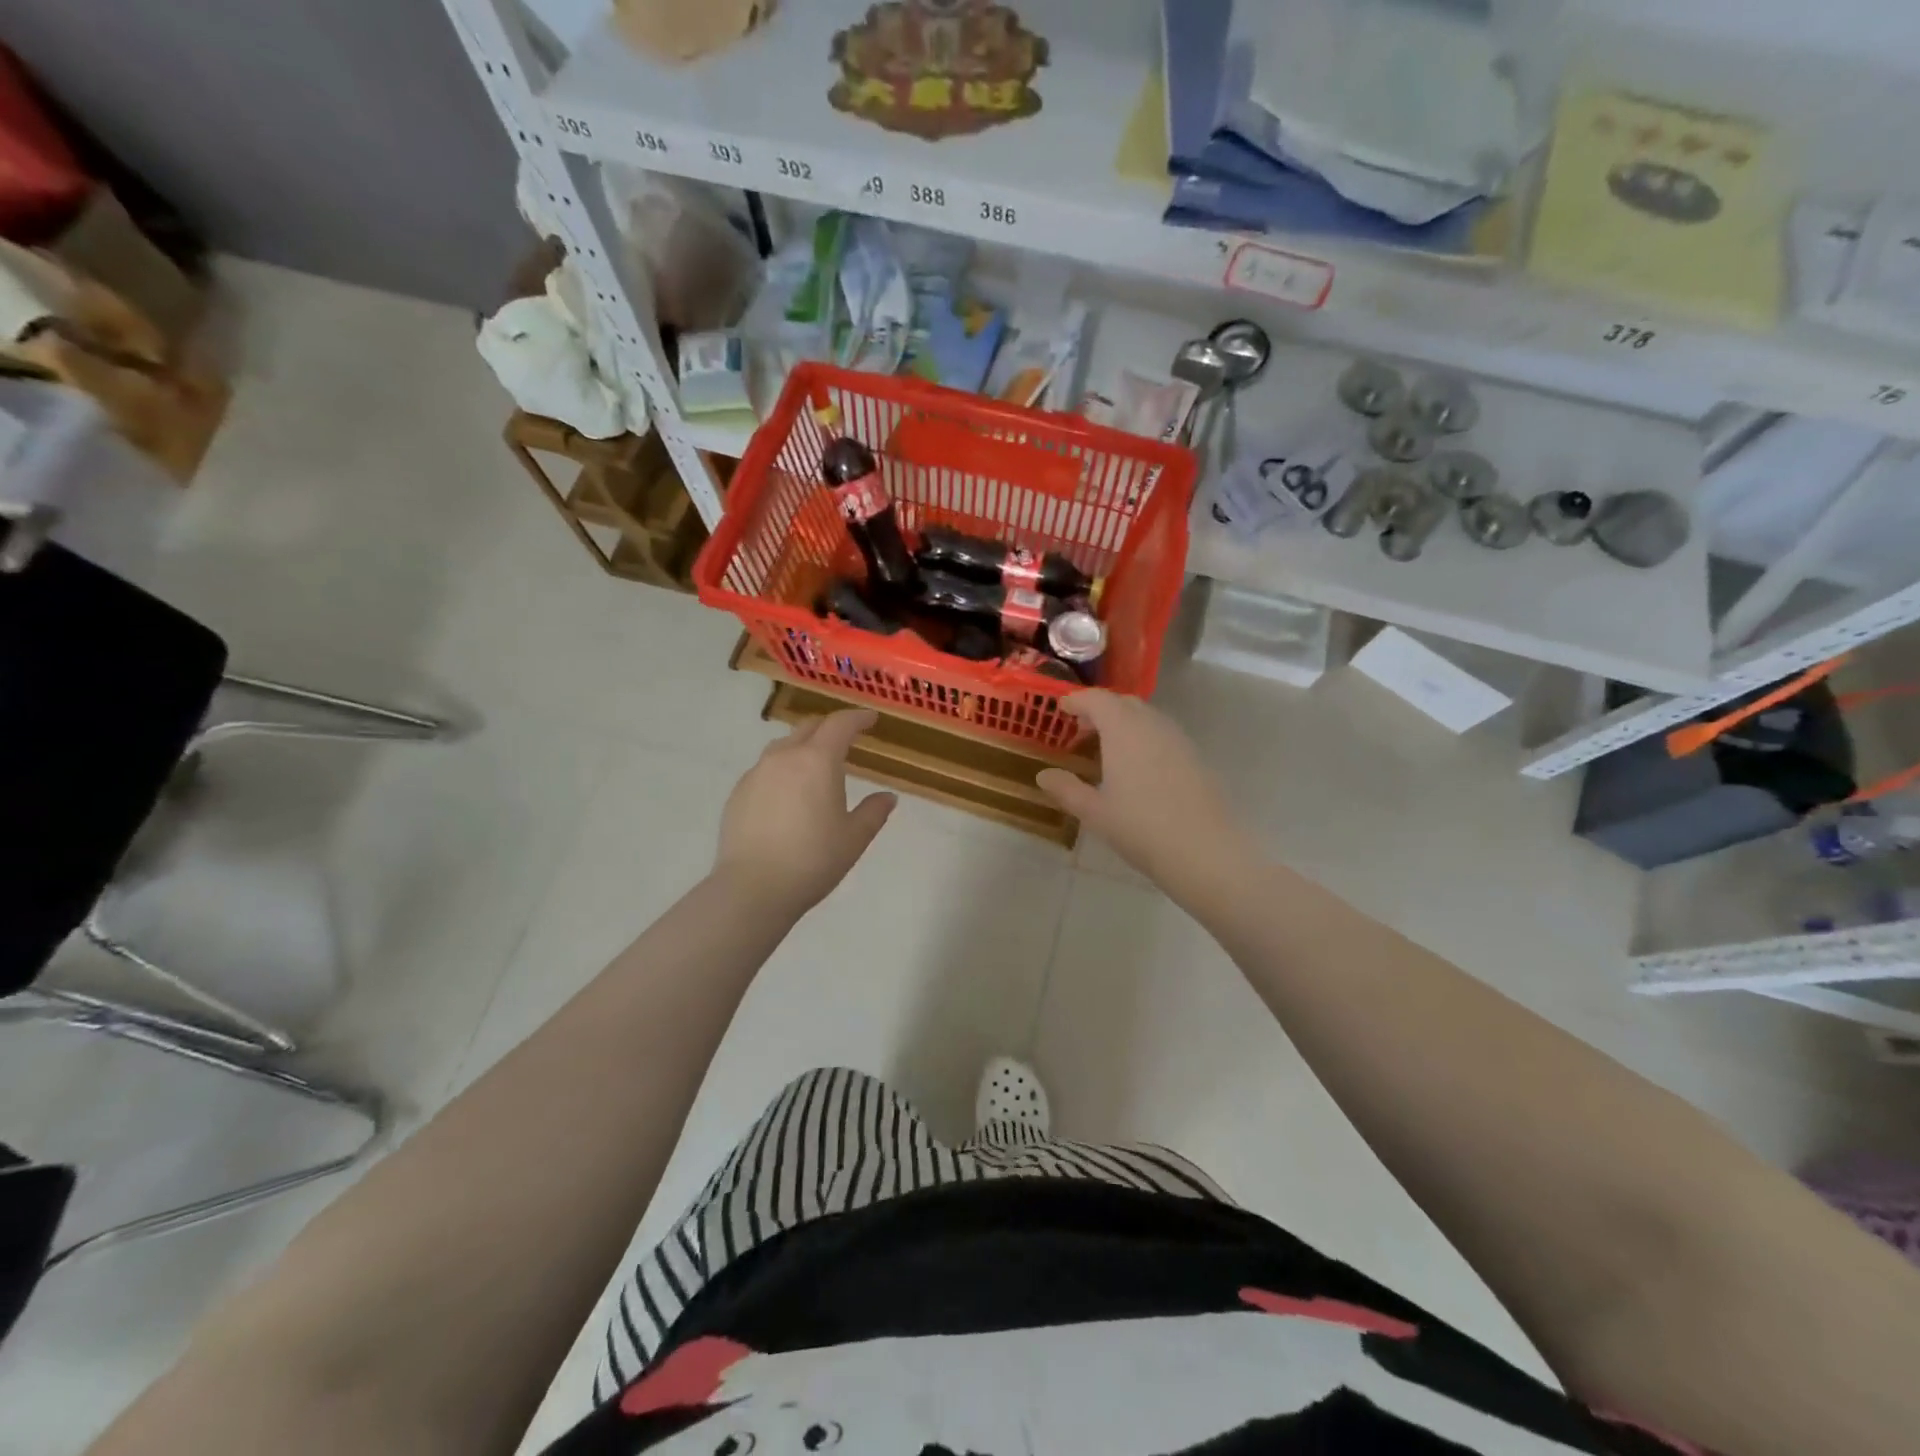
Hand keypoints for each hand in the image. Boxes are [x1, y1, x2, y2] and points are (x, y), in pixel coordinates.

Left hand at [714, 709, 896, 916]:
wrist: (752, 888)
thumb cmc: (813, 860)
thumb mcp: (854, 838)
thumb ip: (873, 812)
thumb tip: (888, 797)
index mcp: (817, 761)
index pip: (840, 724)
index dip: (858, 718)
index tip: (870, 719)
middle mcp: (784, 757)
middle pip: (809, 728)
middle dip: (830, 728)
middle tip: (845, 739)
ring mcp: (756, 773)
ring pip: (783, 746)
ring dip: (803, 747)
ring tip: (814, 766)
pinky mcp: (738, 793)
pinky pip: (765, 770)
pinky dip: (782, 771)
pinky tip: (787, 795)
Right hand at [1036, 691, 1254, 909]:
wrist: (1204, 850)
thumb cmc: (1140, 827)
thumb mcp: (1094, 812)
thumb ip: (1066, 789)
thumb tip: (1043, 775)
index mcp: (1123, 730)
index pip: (1097, 699)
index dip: (1078, 701)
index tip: (1062, 709)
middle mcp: (1152, 724)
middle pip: (1123, 703)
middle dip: (1101, 709)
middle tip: (1082, 729)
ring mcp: (1178, 739)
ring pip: (1147, 717)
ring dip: (1124, 723)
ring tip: (1107, 749)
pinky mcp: (1195, 757)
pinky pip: (1162, 734)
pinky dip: (1144, 737)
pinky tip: (1137, 767)